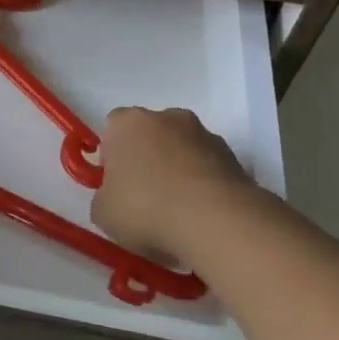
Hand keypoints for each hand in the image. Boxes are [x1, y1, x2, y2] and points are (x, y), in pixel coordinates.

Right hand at [90, 107, 260, 265]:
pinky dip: (204, 187)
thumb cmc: (146, 209)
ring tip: (178, 215)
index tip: (116, 185)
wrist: (216, 222)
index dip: (112, 157)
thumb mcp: (103, 213)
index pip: (112, 128)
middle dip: (147, 161)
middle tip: (144, 199)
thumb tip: (115, 199)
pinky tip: (202, 218)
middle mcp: (167, 117)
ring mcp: (205, 135)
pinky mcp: (235, 158)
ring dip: (179, 173)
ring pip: (183, 151)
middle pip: (150, 136)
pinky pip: (209, 170)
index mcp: (128, 123)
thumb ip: (104, 198)